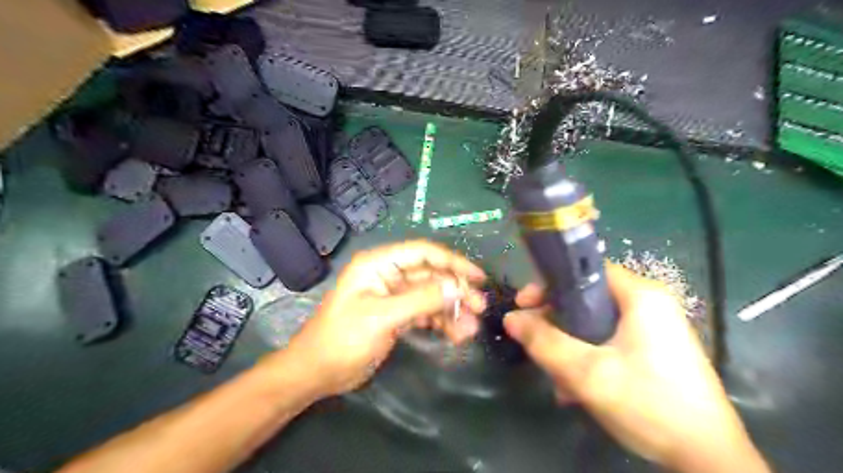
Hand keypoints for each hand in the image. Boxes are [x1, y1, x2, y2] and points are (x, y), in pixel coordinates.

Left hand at [280, 239, 486, 399]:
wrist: (316, 373)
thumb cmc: (343, 339)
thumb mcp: (382, 317)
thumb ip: (421, 300)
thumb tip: (458, 288)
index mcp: (379, 264)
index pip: (423, 253)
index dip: (453, 262)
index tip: (477, 277)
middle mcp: (389, 275)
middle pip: (431, 276)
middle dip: (456, 291)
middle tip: (479, 308)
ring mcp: (394, 296)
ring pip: (431, 296)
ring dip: (452, 310)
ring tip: (470, 329)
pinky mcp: (397, 315)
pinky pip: (425, 313)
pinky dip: (441, 322)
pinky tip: (456, 335)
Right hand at [503, 264, 768, 471]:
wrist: (708, 459)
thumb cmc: (648, 403)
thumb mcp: (587, 372)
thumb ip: (544, 342)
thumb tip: (510, 318)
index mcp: (641, 296)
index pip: (585, 271)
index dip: (550, 284)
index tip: (525, 305)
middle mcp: (649, 306)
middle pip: (587, 299)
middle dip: (556, 324)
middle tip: (534, 343)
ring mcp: (654, 330)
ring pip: (595, 325)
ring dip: (569, 347)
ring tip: (556, 379)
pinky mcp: (653, 352)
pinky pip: (608, 343)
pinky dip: (588, 359)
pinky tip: (576, 389)